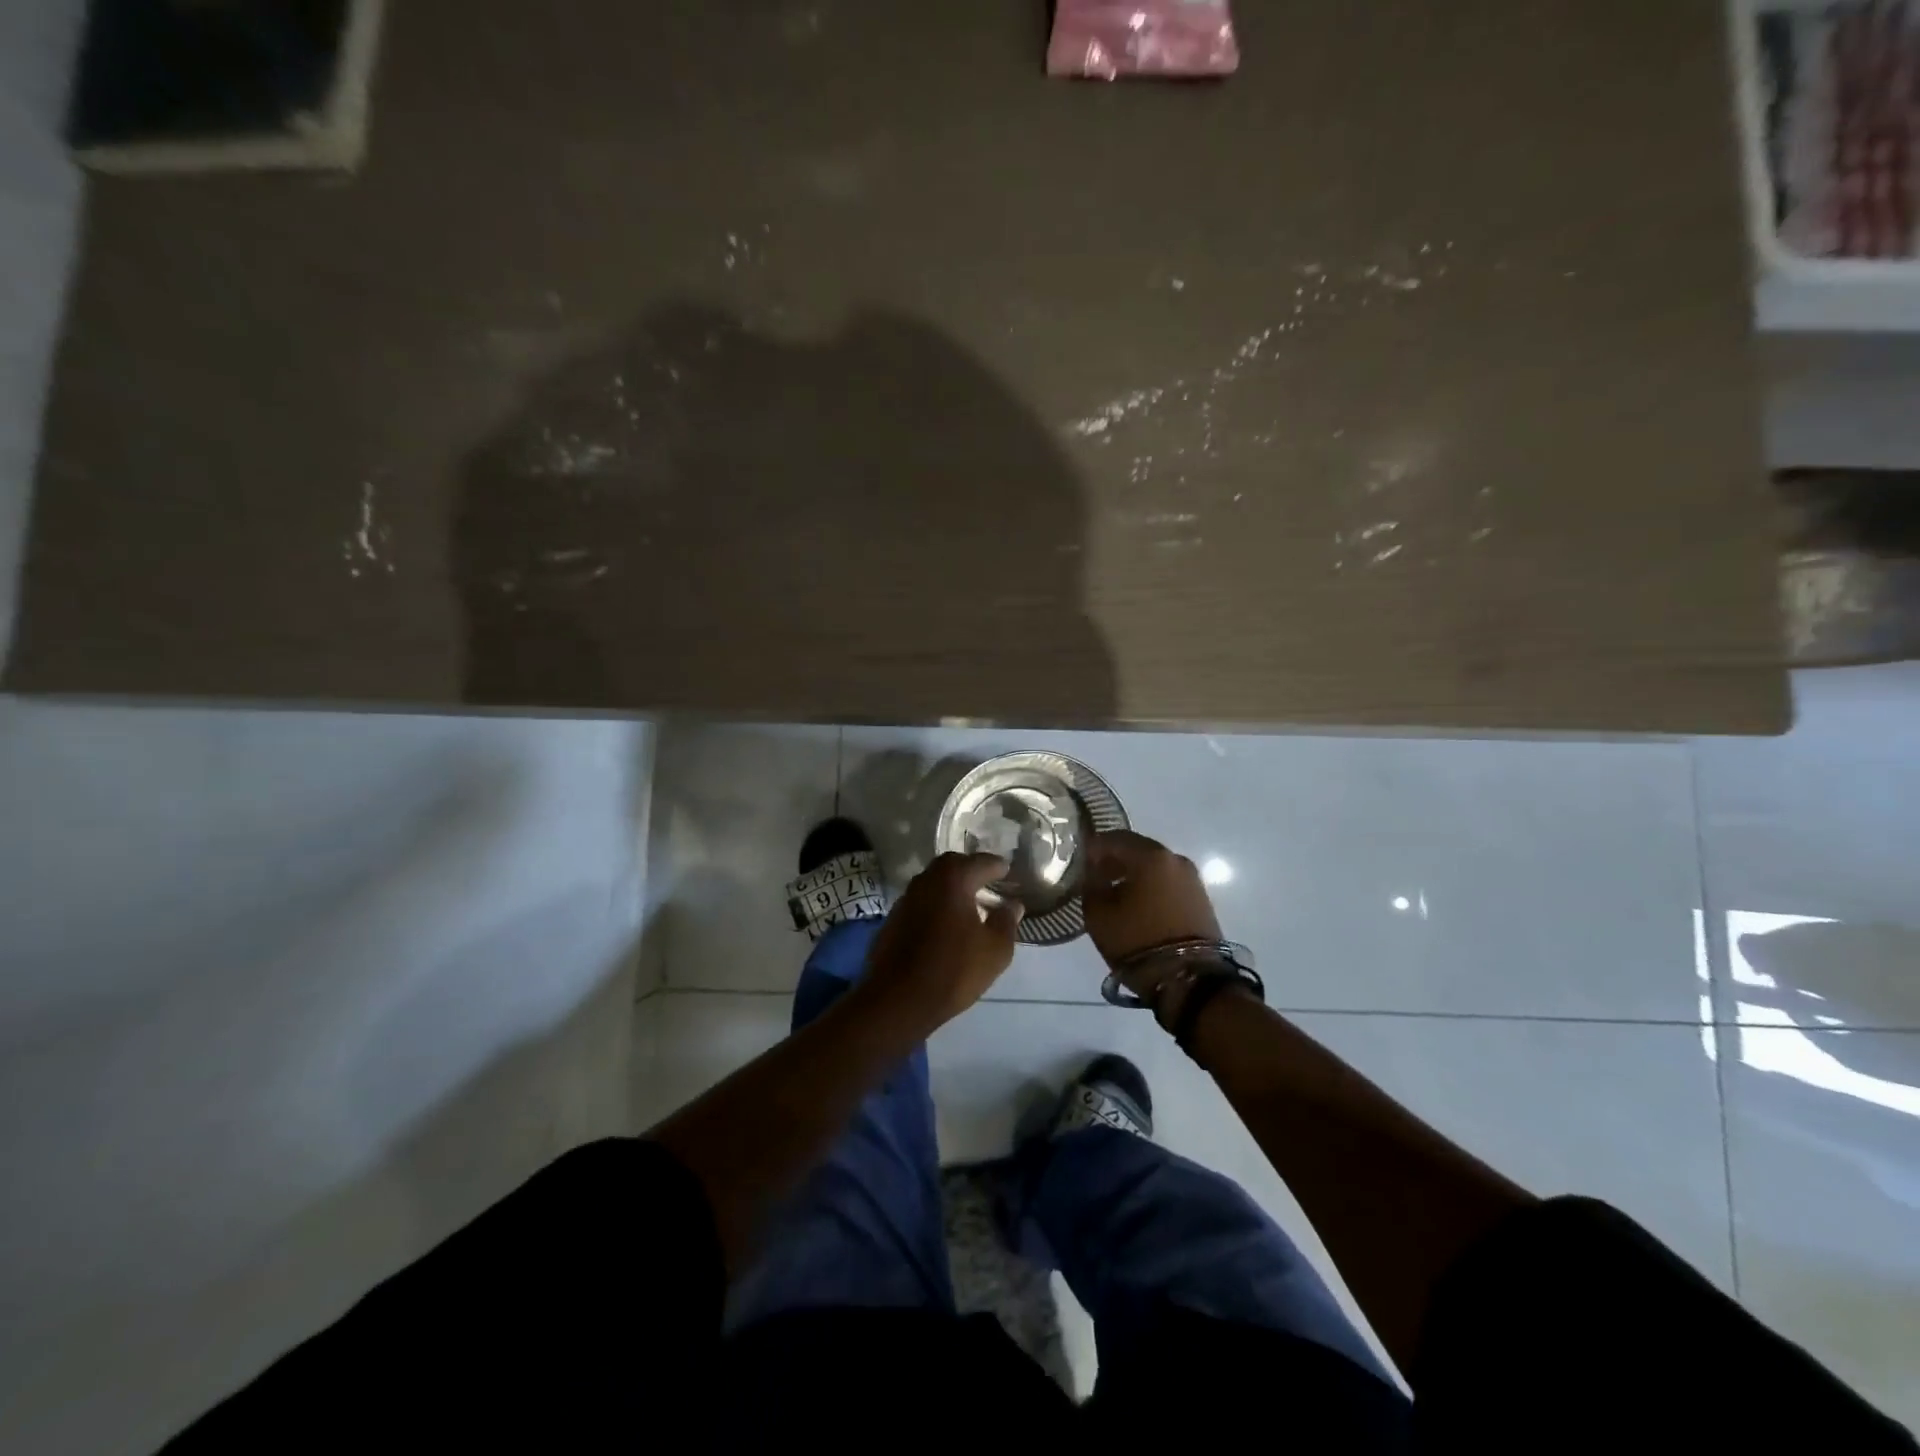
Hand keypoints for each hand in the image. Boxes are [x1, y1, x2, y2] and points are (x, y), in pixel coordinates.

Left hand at [856, 852, 1023, 1033]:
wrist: (898, 999)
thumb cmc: (953, 970)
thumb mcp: (994, 950)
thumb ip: (1006, 922)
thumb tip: (1012, 905)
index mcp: (953, 879)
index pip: (980, 862)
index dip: (997, 866)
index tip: (1008, 871)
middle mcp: (926, 880)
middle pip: (952, 865)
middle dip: (971, 869)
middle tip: (987, 881)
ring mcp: (906, 899)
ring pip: (934, 882)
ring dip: (951, 887)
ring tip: (969, 903)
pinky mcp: (894, 919)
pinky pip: (922, 901)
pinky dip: (936, 904)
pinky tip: (946, 922)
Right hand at [1083, 830, 1222, 1002]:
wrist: (1191, 981)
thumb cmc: (1138, 941)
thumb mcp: (1098, 914)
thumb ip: (1091, 885)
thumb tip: (1094, 873)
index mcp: (1150, 856)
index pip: (1114, 838)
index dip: (1093, 848)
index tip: (1078, 862)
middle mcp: (1175, 859)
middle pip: (1137, 849)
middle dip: (1114, 860)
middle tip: (1094, 877)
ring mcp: (1192, 879)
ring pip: (1154, 867)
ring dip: (1133, 874)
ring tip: (1114, 895)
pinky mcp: (1201, 900)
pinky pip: (1167, 883)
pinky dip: (1150, 887)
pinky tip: (1137, 906)